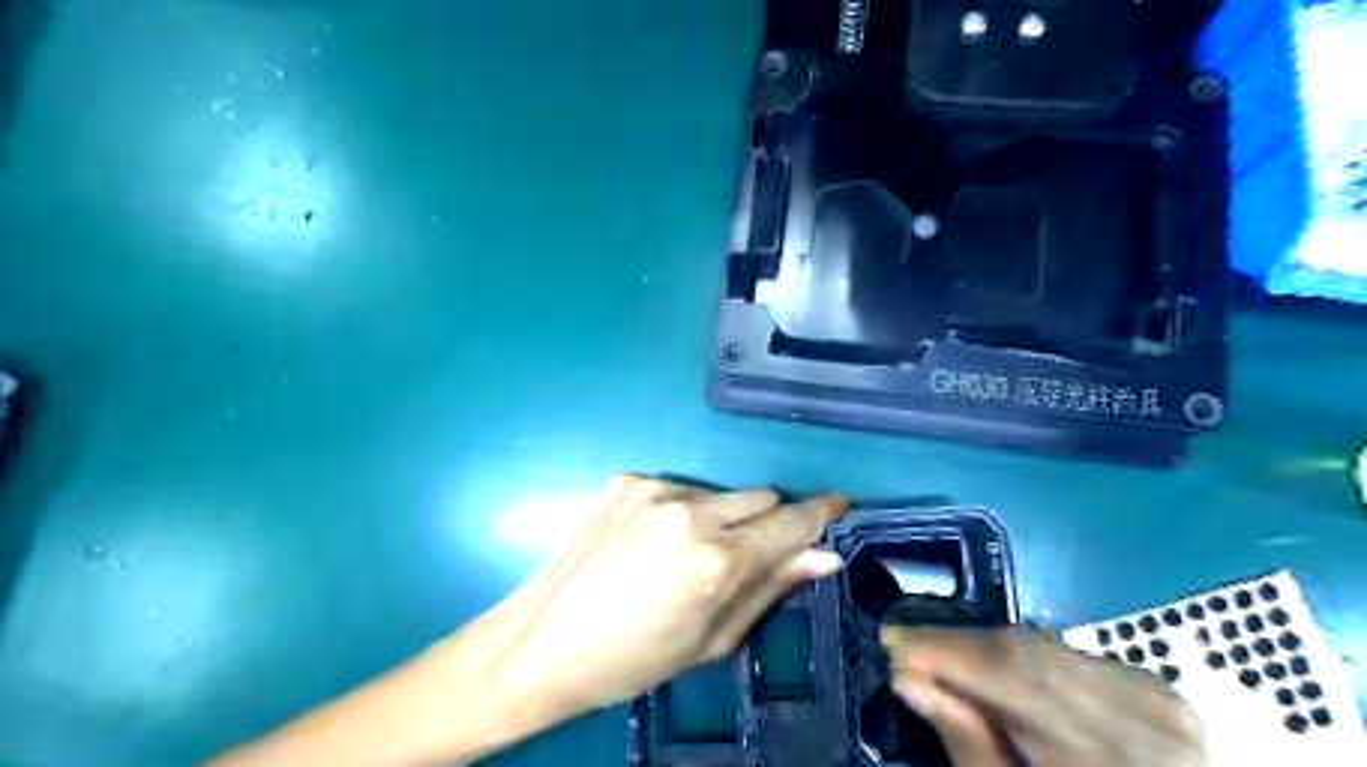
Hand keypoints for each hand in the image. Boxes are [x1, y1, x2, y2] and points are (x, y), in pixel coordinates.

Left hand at [496, 480, 851, 712]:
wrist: (543, 642)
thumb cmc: (634, 658)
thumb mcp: (712, 639)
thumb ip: (771, 588)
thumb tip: (823, 556)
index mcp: (717, 560)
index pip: (790, 522)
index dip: (819, 513)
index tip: (837, 506)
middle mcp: (689, 511)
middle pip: (760, 495)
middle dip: (766, 521)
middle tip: (745, 556)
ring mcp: (653, 489)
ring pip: (719, 492)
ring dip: (722, 516)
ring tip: (686, 555)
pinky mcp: (626, 480)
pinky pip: (678, 489)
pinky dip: (681, 511)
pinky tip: (652, 542)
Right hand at [876, 630, 1204, 766]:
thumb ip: (967, 744)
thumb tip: (907, 678)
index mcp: (1109, 759)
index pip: (1011, 674)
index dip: (943, 650)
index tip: (889, 642)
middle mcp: (1144, 714)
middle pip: (1025, 652)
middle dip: (954, 645)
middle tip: (902, 649)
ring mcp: (1157, 697)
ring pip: (1043, 646)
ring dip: (981, 648)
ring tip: (936, 658)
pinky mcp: (1156, 689)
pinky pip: (1066, 654)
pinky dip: (1020, 658)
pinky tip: (988, 669)